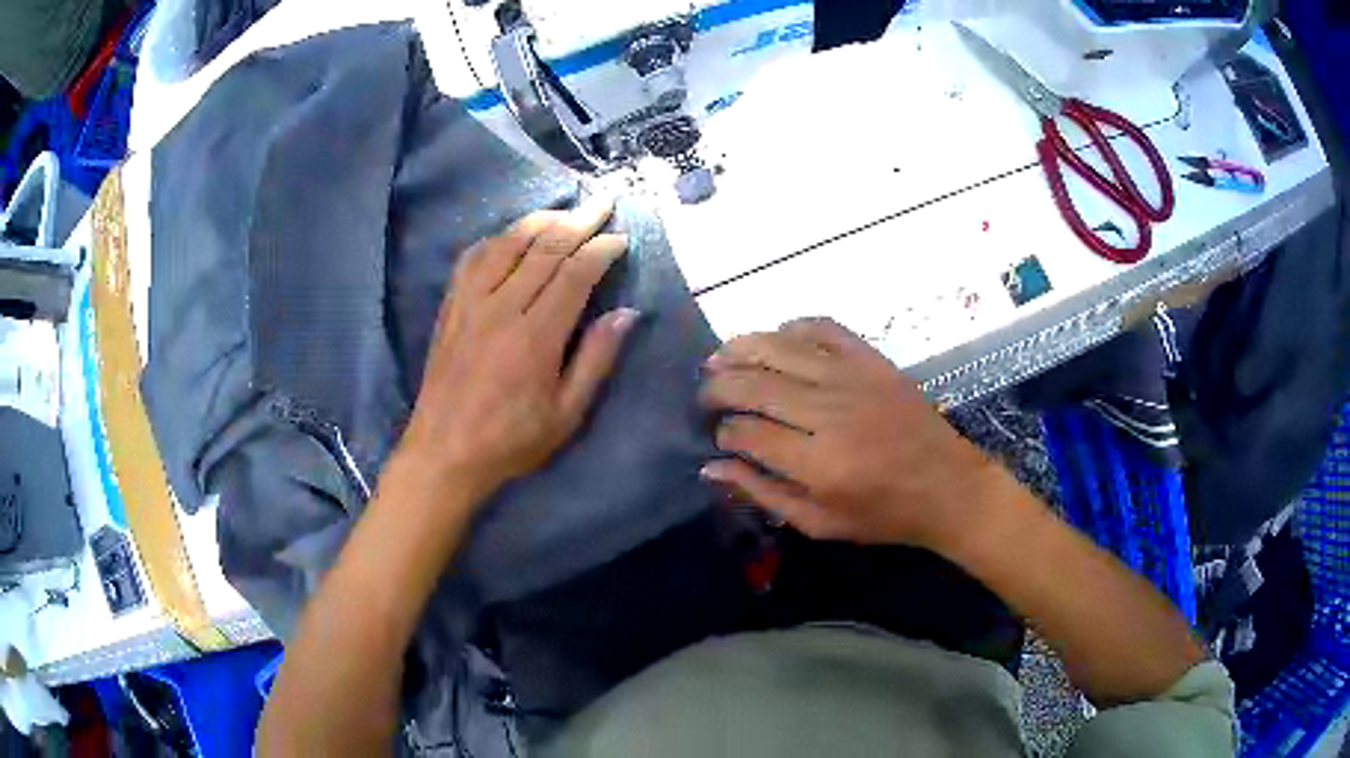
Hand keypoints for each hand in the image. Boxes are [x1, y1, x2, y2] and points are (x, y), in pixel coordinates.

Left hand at [396, 197, 638, 509]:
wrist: (443, 453)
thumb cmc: (511, 441)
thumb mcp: (566, 414)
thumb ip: (596, 359)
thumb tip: (626, 313)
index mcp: (535, 337)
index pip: (574, 275)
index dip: (600, 250)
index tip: (620, 238)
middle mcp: (501, 308)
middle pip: (544, 248)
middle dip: (578, 221)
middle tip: (603, 203)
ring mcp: (469, 303)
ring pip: (507, 243)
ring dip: (539, 221)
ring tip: (564, 209)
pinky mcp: (450, 307)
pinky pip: (472, 257)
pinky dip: (496, 238)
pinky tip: (511, 235)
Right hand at [699, 318, 1004, 550]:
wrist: (948, 486)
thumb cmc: (883, 515)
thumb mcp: (819, 523)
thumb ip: (763, 494)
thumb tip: (711, 468)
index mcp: (818, 463)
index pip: (747, 432)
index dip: (723, 431)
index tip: (718, 436)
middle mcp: (829, 412)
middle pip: (755, 383)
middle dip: (718, 387)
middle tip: (705, 396)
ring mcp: (852, 378)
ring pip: (780, 348)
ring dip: (740, 349)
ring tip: (718, 358)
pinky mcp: (872, 360)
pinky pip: (822, 328)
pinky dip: (792, 328)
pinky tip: (775, 340)